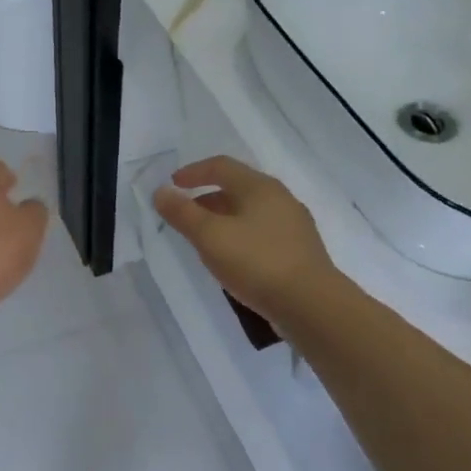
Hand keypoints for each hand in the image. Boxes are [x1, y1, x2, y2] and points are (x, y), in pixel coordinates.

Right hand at [154, 156, 337, 319]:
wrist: (310, 304)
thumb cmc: (256, 262)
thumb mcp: (210, 236)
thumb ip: (182, 213)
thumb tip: (161, 192)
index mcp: (259, 187)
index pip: (220, 166)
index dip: (193, 172)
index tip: (172, 185)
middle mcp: (280, 198)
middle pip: (237, 188)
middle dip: (206, 198)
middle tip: (184, 216)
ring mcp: (293, 225)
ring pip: (250, 212)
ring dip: (223, 219)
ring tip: (204, 240)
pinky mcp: (299, 250)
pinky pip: (262, 233)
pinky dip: (240, 236)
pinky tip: (233, 259)